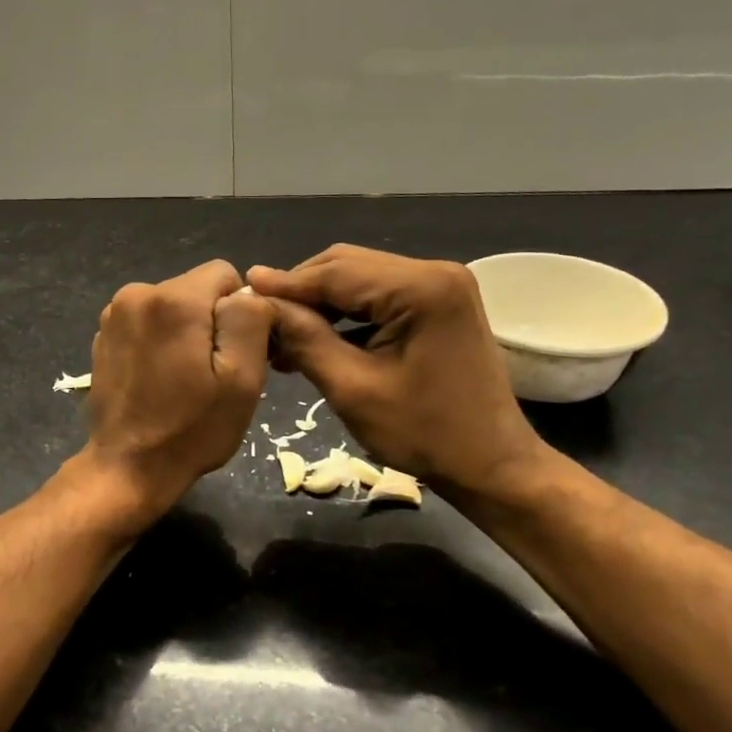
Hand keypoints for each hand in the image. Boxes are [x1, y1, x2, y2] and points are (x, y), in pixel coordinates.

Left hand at [76, 259, 272, 526]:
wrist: (127, 468)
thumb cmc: (192, 429)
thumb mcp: (242, 379)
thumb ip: (250, 320)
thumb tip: (248, 292)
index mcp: (173, 299)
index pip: (225, 275)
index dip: (240, 311)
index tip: (236, 354)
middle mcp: (137, 293)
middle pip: (197, 290)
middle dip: (212, 322)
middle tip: (212, 373)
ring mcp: (114, 314)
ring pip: (173, 306)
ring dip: (186, 333)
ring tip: (185, 380)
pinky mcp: (103, 336)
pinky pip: (149, 323)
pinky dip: (160, 342)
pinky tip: (159, 380)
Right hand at [248, 245, 546, 499]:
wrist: (491, 464)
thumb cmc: (424, 434)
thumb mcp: (353, 388)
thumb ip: (305, 338)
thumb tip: (260, 301)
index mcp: (420, 288)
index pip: (335, 273)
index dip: (284, 285)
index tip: (240, 296)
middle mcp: (434, 272)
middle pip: (347, 266)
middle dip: (301, 293)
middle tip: (263, 326)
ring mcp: (441, 285)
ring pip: (360, 280)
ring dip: (321, 305)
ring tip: (283, 339)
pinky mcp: (439, 303)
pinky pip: (379, 297)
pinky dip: (346, 315)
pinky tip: (318, 340)